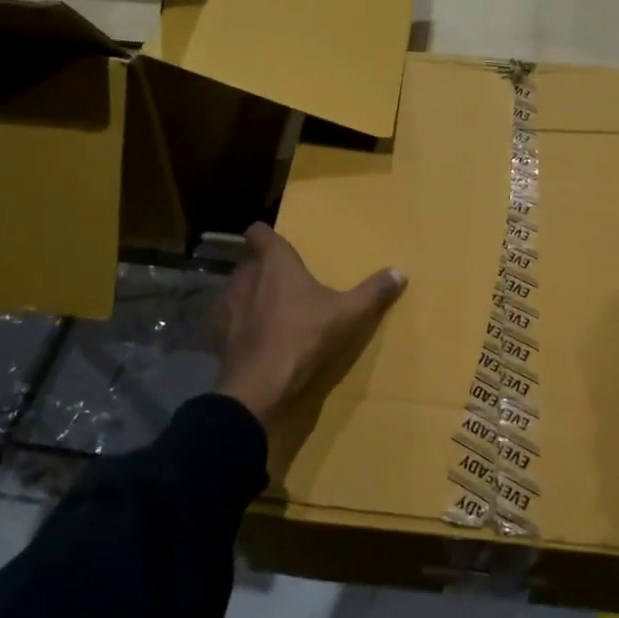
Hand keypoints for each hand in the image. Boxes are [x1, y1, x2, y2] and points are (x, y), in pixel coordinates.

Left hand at [215, 223, 406, 432]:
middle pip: (250, 262)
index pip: (259, 232)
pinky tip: (253, 338)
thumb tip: (400, 271)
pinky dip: (238, 323)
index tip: (277, 243)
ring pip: (236, 289)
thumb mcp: (349, 315)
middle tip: (286, 283)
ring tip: (269, 311)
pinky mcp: (218, 333)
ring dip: (249, 295)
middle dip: (263, 269)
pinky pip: (227, 319)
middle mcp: (245, 276)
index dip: (266, 235)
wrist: (261, 385)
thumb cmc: (305, 337)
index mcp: (275, 263)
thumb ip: (373, 292)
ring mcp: (227, 305)